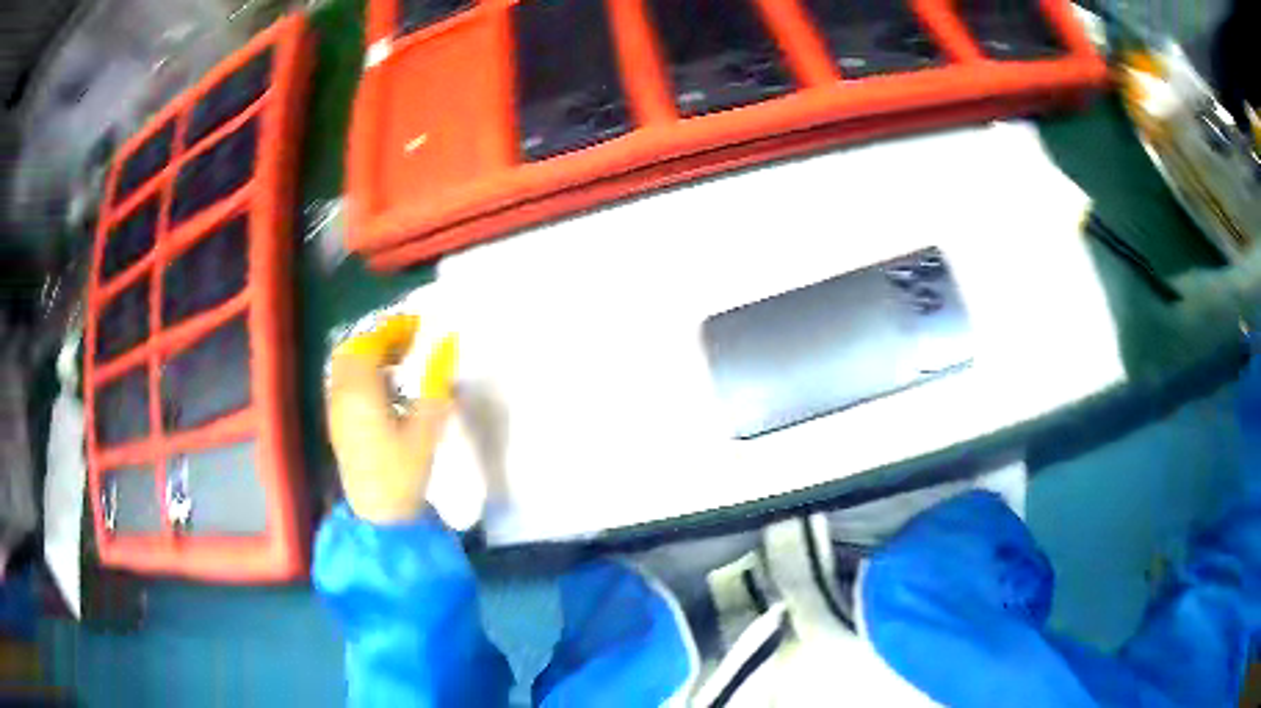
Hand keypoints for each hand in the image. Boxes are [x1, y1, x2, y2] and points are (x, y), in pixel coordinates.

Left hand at [326, 314, 457, 523]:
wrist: (379, 516)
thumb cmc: (403, 473)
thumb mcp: (427, 428)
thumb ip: (436, 383)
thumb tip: (447, 345)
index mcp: (361, 392)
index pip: (370, 343)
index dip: (393, 328)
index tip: (419, 326)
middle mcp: (342, 394)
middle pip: (352, 349)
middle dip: (378, 338)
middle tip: (409, 340)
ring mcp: (336, 409)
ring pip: (345, 365)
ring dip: (369, 354)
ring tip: (400, 360)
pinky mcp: (338, 423)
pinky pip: (344, 382)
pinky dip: (363, 372)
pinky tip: (386, 386)